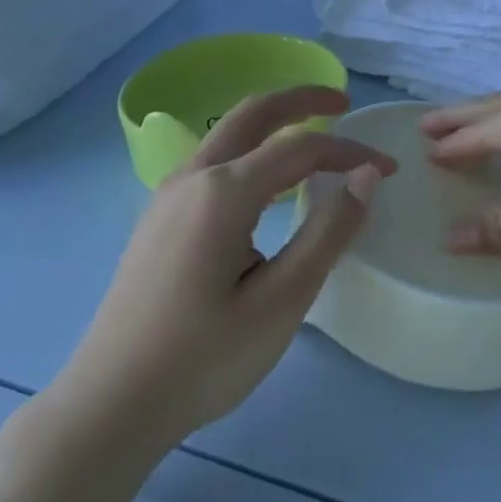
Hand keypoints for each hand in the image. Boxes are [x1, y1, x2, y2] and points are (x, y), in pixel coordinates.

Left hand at [56, 86, 395, 452]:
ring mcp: (169, 193)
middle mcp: (193, 176)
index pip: (301, 148)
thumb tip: (365, 176)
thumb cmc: (203, 358)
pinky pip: (214, 161)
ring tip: (312, 137)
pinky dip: (251, 149)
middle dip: (302, 99)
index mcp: (223, 191)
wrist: (111, 402)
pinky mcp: (160, 215)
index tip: (389, 170)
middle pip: (254, 113)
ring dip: (273, 122)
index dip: (349, 151)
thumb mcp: (280, 302)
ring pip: (229, 133)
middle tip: (343, 102)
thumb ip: (327, 233)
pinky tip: (267, 182)